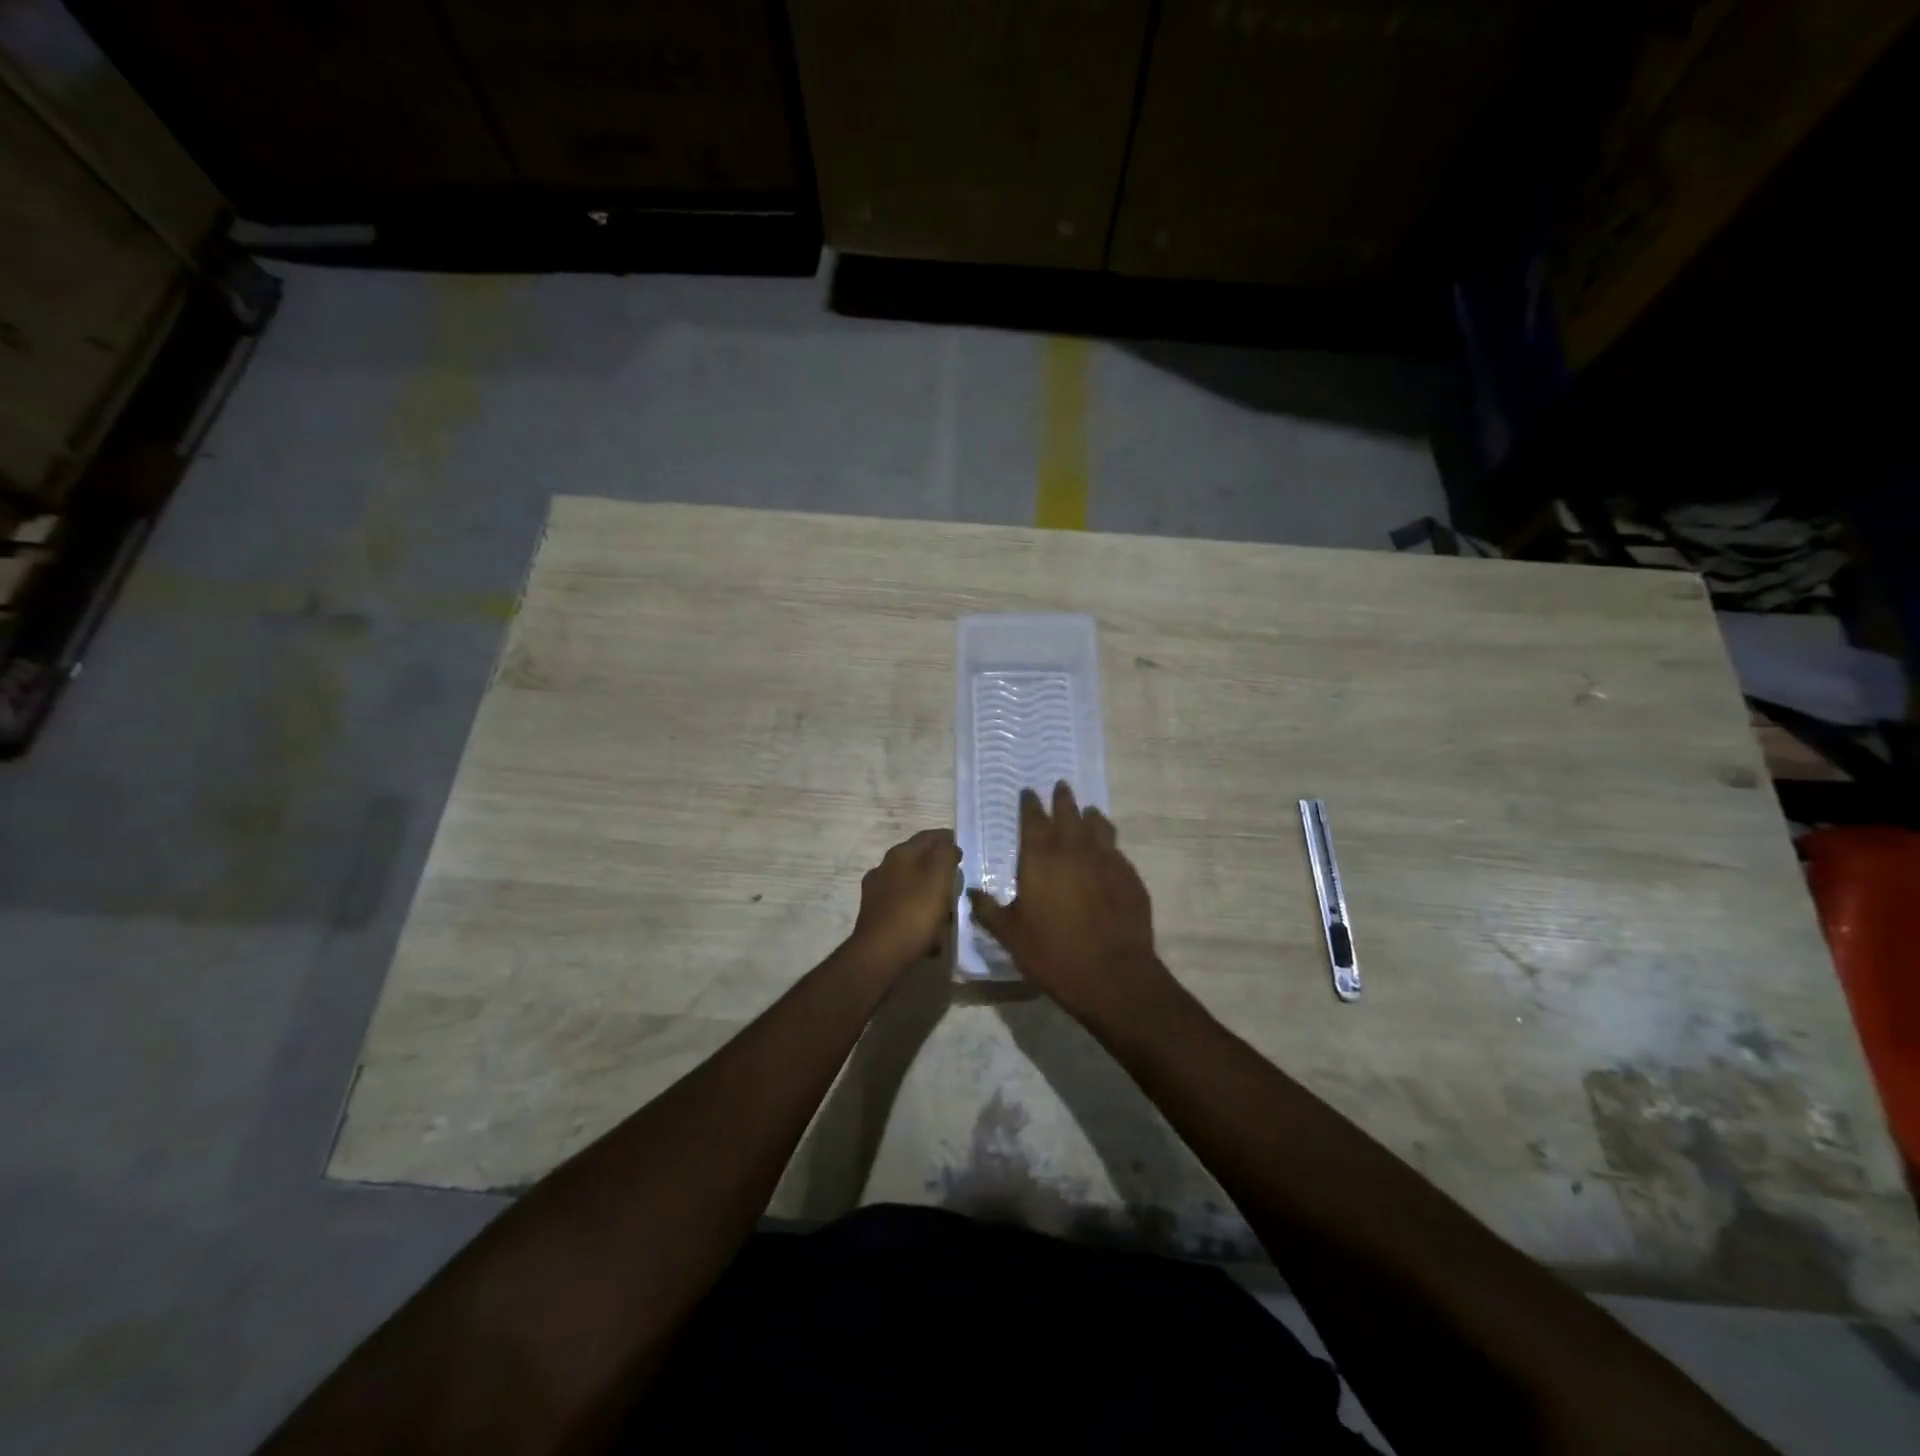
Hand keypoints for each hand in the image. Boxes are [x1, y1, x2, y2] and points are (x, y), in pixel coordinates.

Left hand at [848, 828, 961, 971]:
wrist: (879, 955)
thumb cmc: (914, 912)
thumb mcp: (939, 877)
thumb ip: (946, 855)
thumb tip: (948, 847)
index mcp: (900, 854)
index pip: (928, 836)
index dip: (948, 839)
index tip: (965, 848)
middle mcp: (884, 868)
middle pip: (917, 860)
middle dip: (938, 866)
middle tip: (958, 878)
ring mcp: (876, 892)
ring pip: (910, 883)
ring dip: (928, 889)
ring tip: (946, 904)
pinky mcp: (875, 916)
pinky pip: (903, 906)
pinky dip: (918, 910)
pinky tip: (929, 926)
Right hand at [966, 783, 1174, 1029]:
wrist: (1112, 974)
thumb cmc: (1053, 953)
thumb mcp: (1010, 935)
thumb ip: (989, 910)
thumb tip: (970, 891)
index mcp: (1040, 858)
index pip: (1033, 819)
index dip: (1030, 804)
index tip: (1028, 792)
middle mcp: (1074, 849)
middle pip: (1068, 813)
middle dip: (1062, 799)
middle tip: (1061, 786)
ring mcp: (1106, 860)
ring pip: (1098, 826)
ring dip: (1090, 815)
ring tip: (1087, 811)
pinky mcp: (1129, 876)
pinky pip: (1116, 850)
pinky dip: (1109, 843)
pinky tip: (1108, 851)